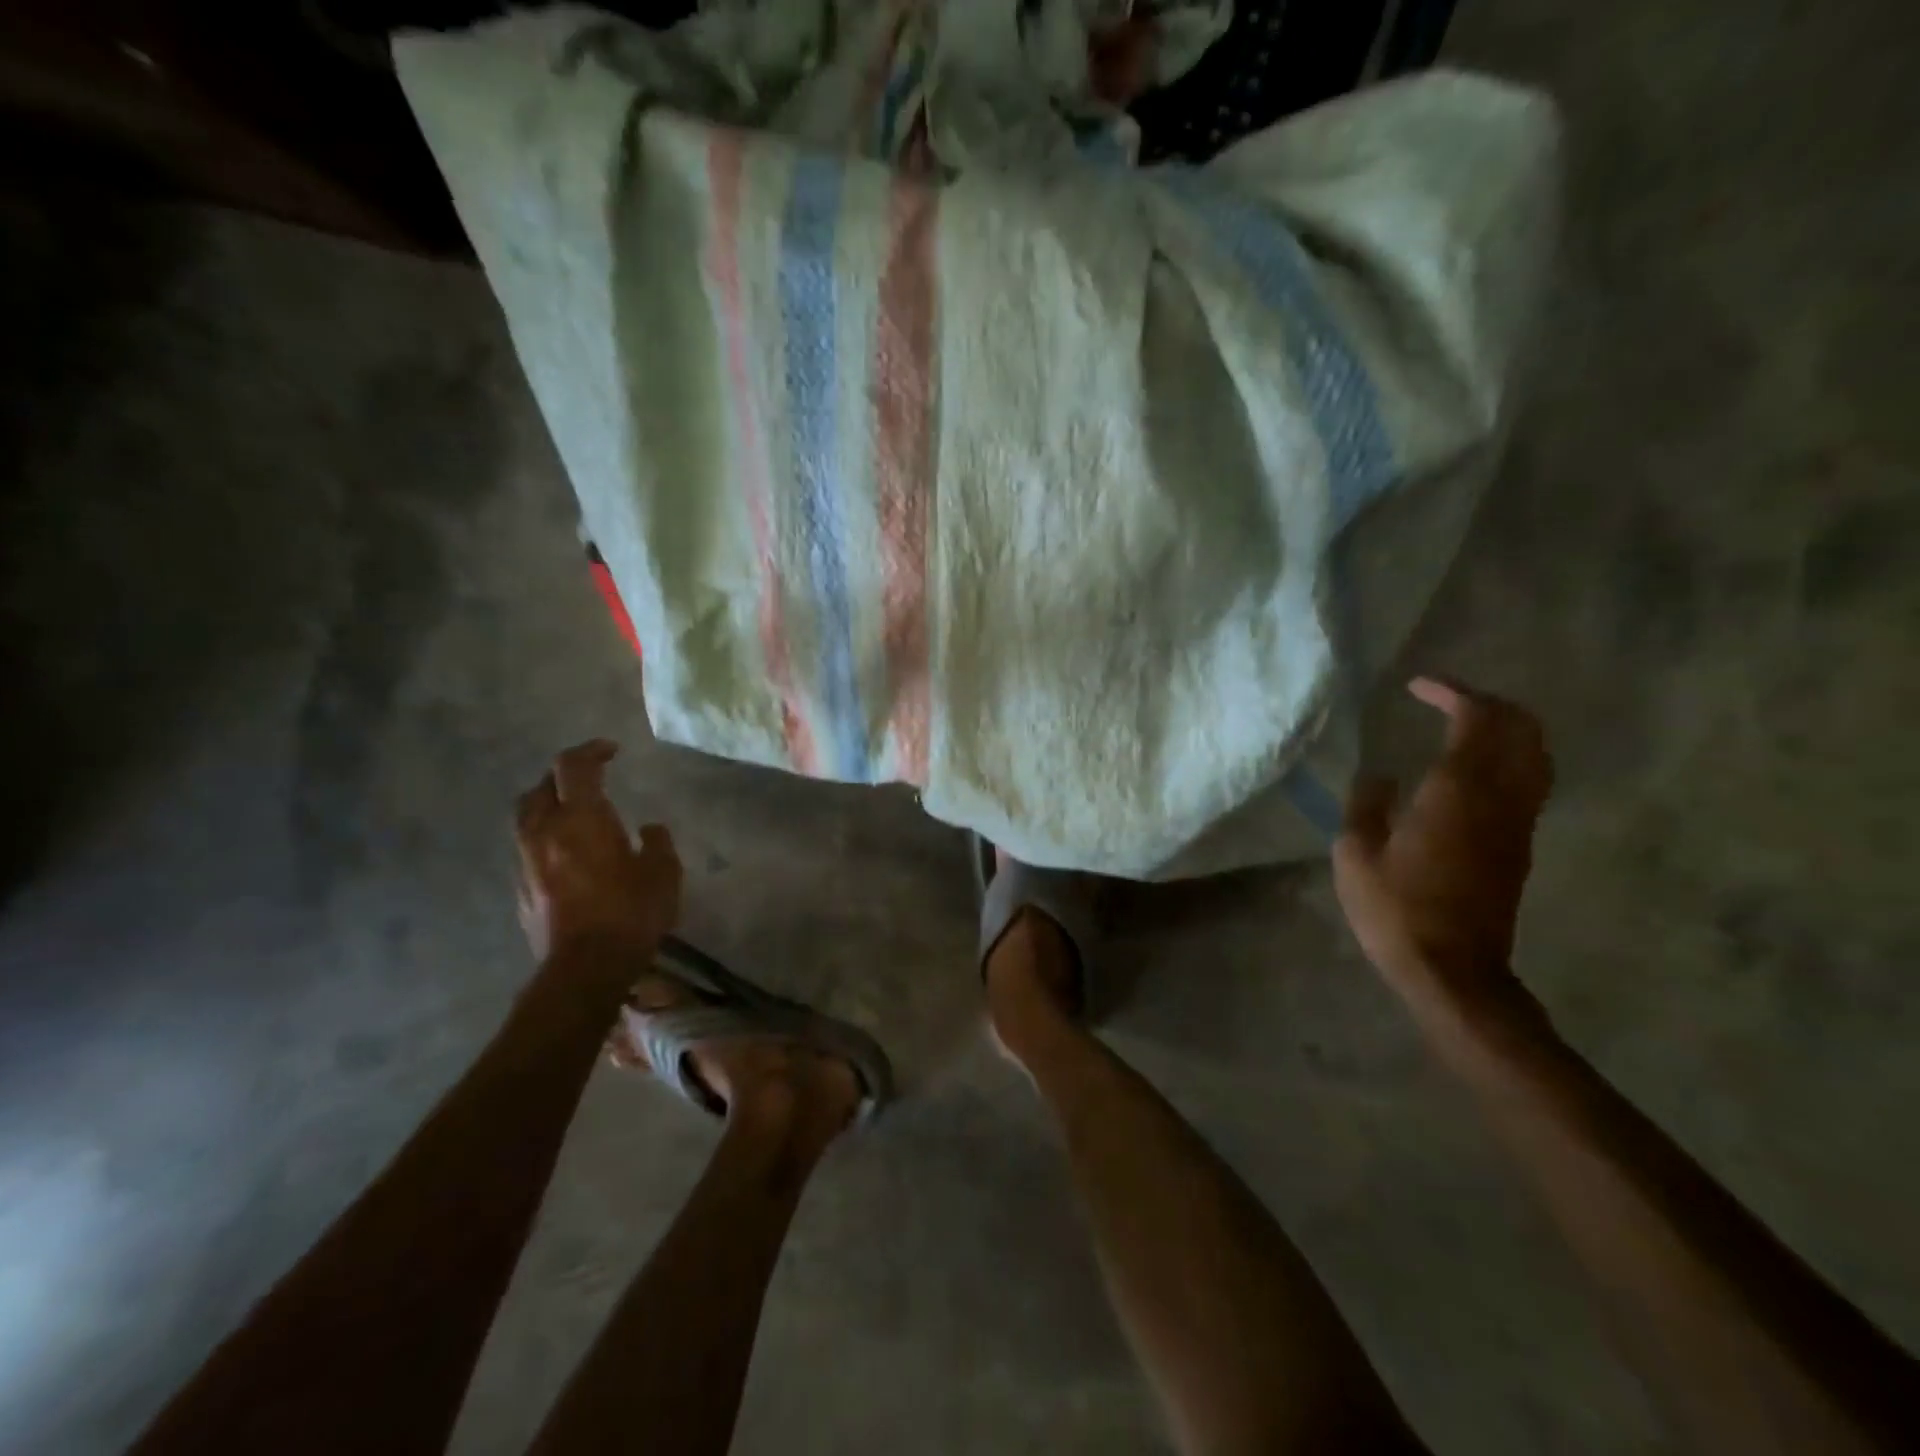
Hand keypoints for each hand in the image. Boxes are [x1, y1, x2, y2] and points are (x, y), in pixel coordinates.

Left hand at [514, 740, 680, 962]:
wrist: (586, 967)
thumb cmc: (631, 911)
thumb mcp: (663, 872)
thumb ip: (657, 843)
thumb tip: (648, 830)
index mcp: (581, 817)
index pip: (574, 766)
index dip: (591, 751)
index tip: (611, 751)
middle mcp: (545, 831)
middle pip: (540, 786)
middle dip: (563, 777)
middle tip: (589, 780)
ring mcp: (526, 861)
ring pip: (526, 817)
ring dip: (548, 807)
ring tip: (573, 816)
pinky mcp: (521, 890)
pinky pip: (528, 849)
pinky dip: (545, 839)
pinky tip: (568, 856)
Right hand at [1333, 679, 1552, 1016]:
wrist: (1453, 970)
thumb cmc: (1395, 908)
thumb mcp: (1355, 853)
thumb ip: (1366, 804)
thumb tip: (1381, 776)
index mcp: (1457, 790)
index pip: (1476, 718)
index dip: (1452, 693)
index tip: (1418, 687)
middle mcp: (1500, 797)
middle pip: (1522, 729)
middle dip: (1490, 704)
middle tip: (1449, 701)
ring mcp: (1518, 823)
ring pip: (1535, 756)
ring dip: (1506, 731)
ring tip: (1465, 729)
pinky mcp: (1519, 847)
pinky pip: (1528, 783)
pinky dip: (1508, 760)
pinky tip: (1471, 773)